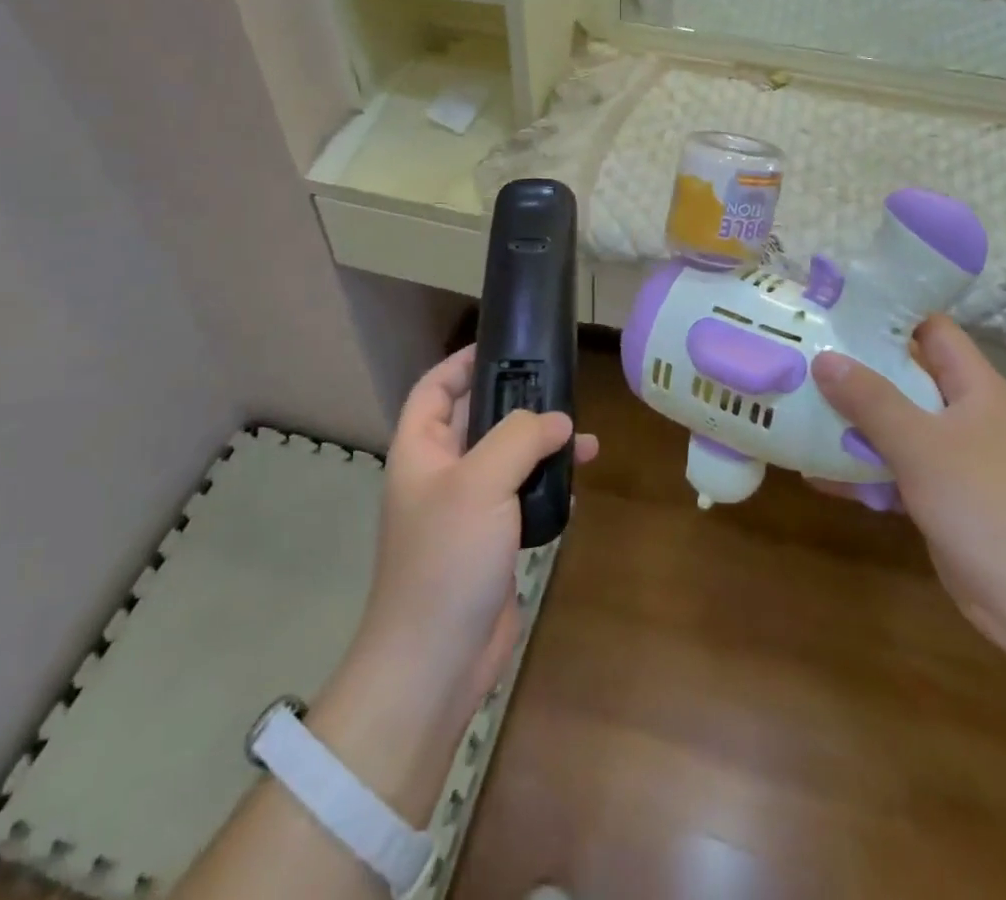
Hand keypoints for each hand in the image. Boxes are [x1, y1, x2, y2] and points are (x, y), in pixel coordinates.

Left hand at [308, 347, 598, 821]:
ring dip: (541, 447)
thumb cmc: (447, 558)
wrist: (435, 661)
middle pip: (478, 420)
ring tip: (584, 440)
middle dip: (517, 404)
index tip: (504, 346)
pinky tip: (576, 487)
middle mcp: (441, 473)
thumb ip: (519, 437)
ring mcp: (466, 510)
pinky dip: (546, 486)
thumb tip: (558, 420)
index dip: (462, 362)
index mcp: (421, 450)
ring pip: (506, 459)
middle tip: (561, 390)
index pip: (435, 388)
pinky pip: (520, 497)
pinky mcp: (491, 541)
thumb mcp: (480, 482)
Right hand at [811, 317, 1005, 660]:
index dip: (887, 313)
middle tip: (803, 355)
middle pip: (905, 374)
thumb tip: (823, 358)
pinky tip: (815, 473)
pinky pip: (894, 468)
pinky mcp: (942, 496)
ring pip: (896, 423)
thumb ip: (870, 399)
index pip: (930, 328)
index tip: (833, 309)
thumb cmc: (986, 505)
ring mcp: (954, 457)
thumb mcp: (920, 444)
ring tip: (797, 405)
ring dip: (852, 419)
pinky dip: (861, 468)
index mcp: (973, 386)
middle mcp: (965, 413)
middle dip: (855, 367)